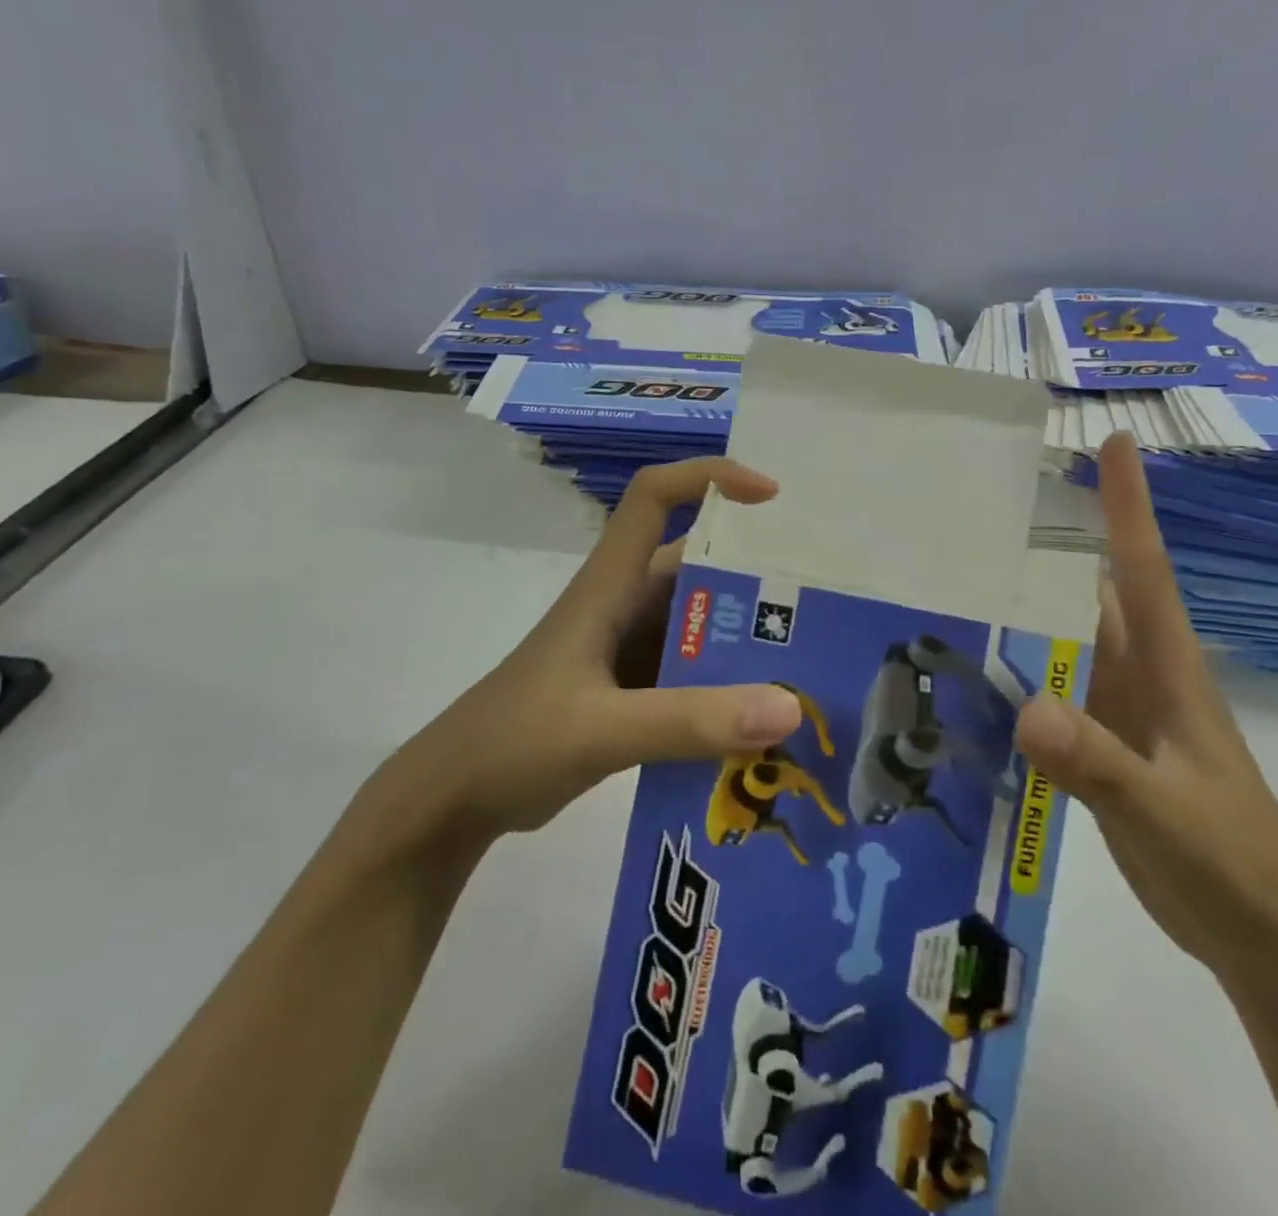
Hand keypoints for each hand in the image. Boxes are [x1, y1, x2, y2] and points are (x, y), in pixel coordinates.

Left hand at [365, 458, 803, 849]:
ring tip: (811, 663)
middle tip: (823, 601)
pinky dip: (726, 689)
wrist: (454, 800)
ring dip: (746, 640)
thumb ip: (690, 722)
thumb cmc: (515, 742)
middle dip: (756, 576)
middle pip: (697, 567)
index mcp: (608, 586)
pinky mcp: (630, 692)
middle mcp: (623, 606)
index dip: (709, 476)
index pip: (654, 496)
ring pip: (699, 626)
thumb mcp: (603, 730)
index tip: (771, 496)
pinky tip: (765, 720)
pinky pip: (692, 675)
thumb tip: (790, 708)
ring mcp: (626, 651)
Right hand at [1017, 434, 1277, 986]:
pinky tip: (974, 666)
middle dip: (1053, 541)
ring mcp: (1118, 713)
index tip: (1115, 441)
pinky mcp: (1100, 747)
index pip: (1143, 570)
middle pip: (1092, 593)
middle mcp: (1139, 678)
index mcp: (1167, 672)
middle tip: (989, 501)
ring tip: (964, 571)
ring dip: (1026, 604)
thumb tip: (1028, 708)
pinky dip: (1017, 670)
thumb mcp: (1166, 815)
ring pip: (1066, 640)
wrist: (1267, 939)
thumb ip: (1100, 765)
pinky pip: (1051, 689)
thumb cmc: (1234, 866)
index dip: (1129, 506)